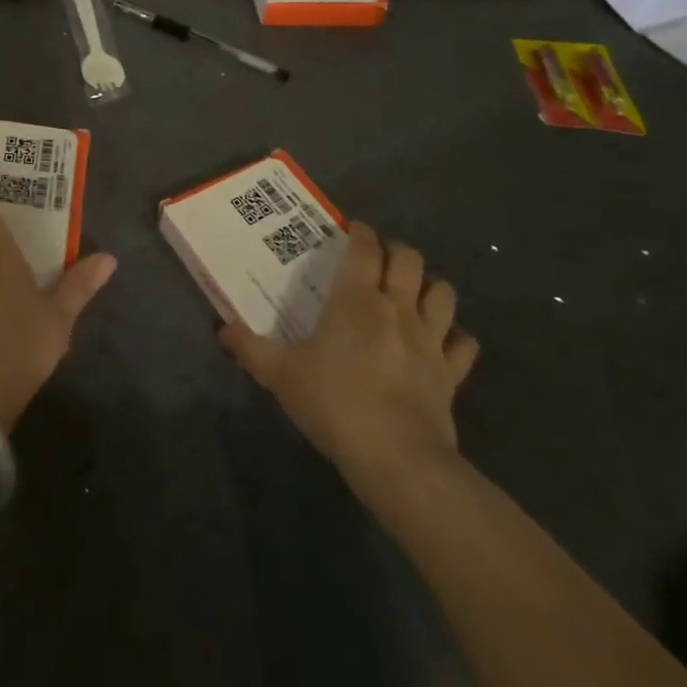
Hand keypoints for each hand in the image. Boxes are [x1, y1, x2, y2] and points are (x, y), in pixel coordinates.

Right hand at [220, 220, 477, 491]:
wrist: (396, 456)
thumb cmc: (333, 401)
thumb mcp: (280, 374)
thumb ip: (250, 348)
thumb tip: (222, 330)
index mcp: (355, 299)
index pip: (365, 248)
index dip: (361, 233)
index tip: (353, 230)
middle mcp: (396, 308)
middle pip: (409, 260)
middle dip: (396, 251)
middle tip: (380, 258)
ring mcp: (430, 340)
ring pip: (443, 294)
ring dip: (430, 287)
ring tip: (415, 292)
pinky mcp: (452, 374)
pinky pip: (464, 344)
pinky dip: (456, 338)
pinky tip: (444, 342)